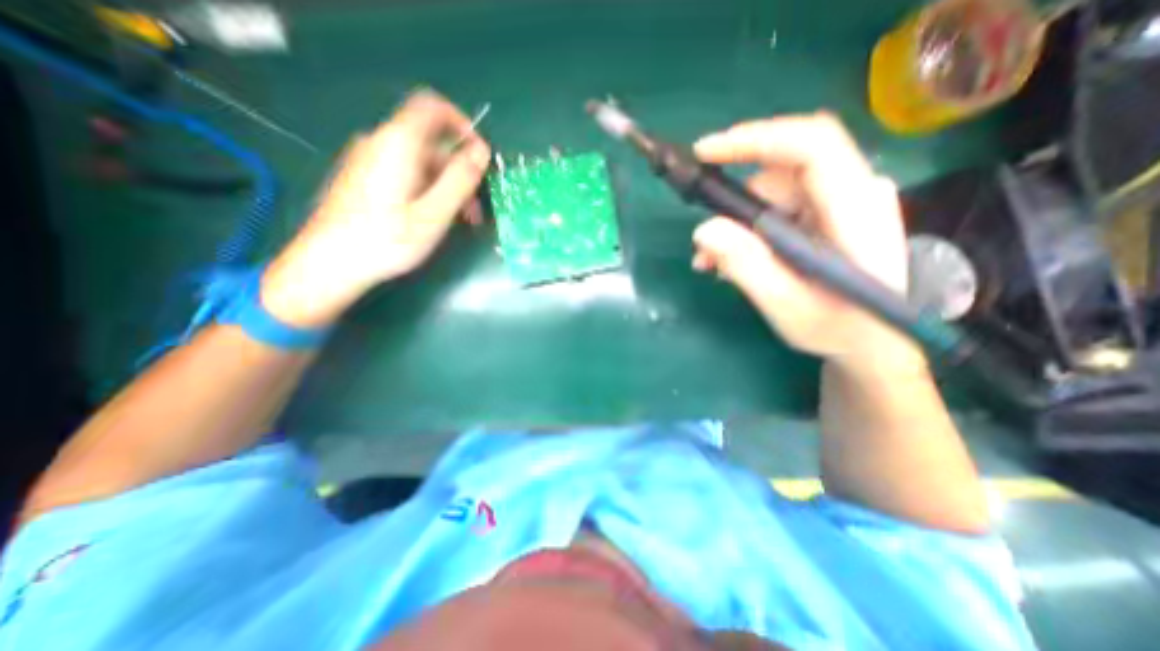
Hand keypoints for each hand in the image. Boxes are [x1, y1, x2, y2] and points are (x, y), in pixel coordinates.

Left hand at [260, 88, 491, 327]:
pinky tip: (434, 219)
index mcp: (398, 144)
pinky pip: (407, 173)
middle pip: (432, 144)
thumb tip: (482, 151)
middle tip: (475, 212)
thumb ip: (460, 180)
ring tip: (460, 222)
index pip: (433, 108)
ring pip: (422, 162)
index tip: (480, 159)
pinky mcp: (365, 178)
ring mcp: (370, 160)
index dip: (464, 125)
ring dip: (447, 186)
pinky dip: (428, 190)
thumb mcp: (434, 214)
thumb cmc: (385, 241)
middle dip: (461, 173)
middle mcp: (382, 143)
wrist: (328, 263)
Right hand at [687, 112, 925, 374]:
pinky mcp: (828, 215)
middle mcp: (854, 194)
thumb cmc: (839, 330)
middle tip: (704, 245)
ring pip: (774, 192)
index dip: (756, 139)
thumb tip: (703, 230)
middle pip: (783, 172)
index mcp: (856, 211)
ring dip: (737, 223)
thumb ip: (747, 266)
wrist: (874, 343)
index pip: (811, 146)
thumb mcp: (787, 306)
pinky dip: (749, 230)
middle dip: (735, 203)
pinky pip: (779, 208)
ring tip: (714, 262)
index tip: (706, 151)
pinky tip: (733, 259)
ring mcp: (842, 203)